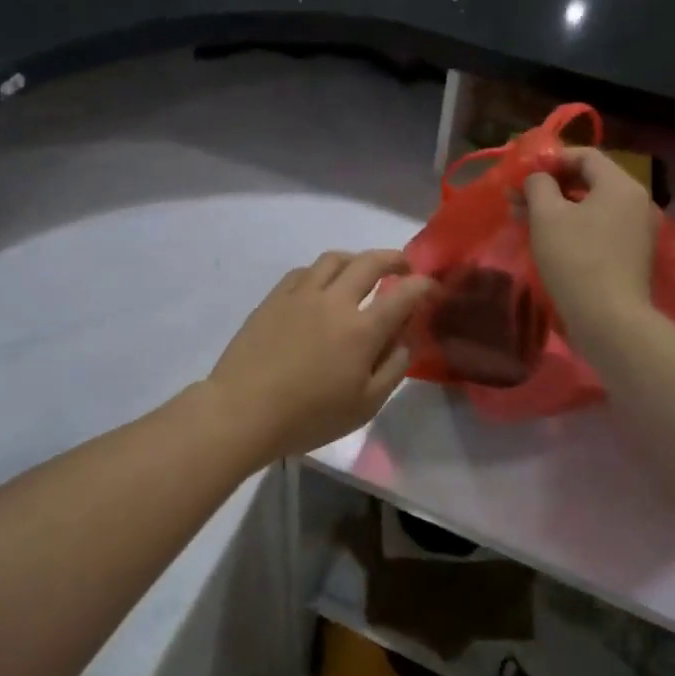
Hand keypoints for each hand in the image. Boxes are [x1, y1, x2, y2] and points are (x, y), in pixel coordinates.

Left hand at [208, 250, 434, 459]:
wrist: (243, 410)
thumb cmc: (308, 416)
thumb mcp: (364, 405)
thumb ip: (392, 368)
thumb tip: (405, 340)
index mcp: (362, 329)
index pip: (403, 295)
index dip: (423, 286)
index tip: (431, 286)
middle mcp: (334, 300)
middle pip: (370, 262)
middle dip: (394, 259)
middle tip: (403, 267)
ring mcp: (301, 294)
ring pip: (334, 259)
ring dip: (357, 259)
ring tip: (362, 271)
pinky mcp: (274, 297)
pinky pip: (304, 271)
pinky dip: (322, 272)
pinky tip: (322, 285)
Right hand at [523, 148, 655, 341]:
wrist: (609, 320)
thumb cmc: (576, 259)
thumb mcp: (547, 216)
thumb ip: (538, 185)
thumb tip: (537, 178)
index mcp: (620, 185)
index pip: (585, 155)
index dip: (551, 159)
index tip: (523, 173)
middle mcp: (635, 202)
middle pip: (588, 180)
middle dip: (549, 186)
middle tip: (516, 198)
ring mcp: (636, 231)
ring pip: (590, 206)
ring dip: (556, 207)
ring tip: (523, 219)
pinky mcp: (630, 255)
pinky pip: (598, 228)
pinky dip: (572, 226)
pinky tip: (546, 240)